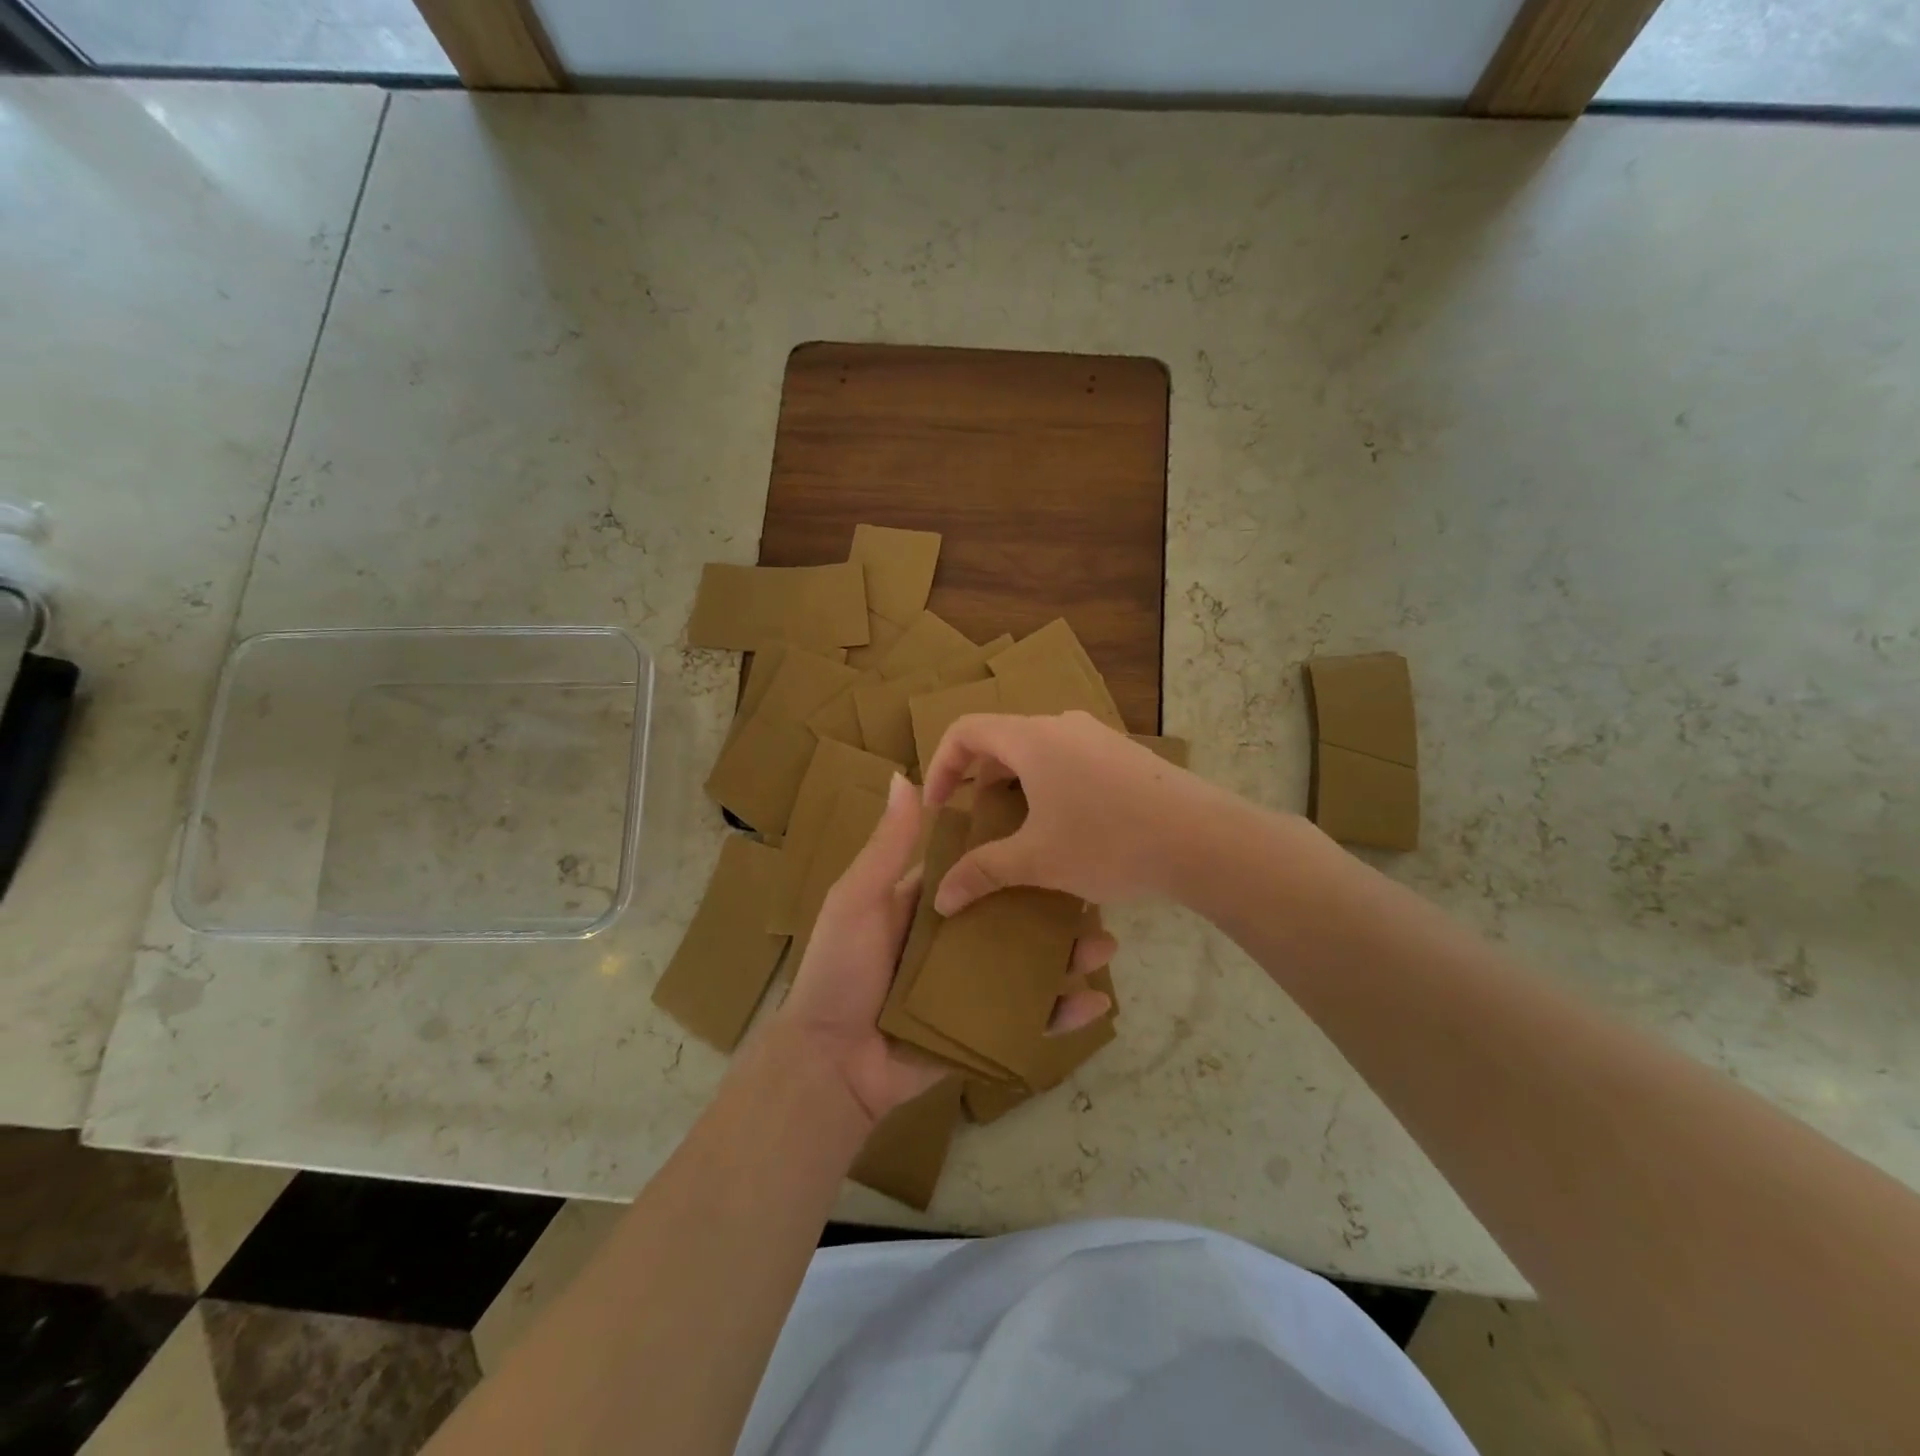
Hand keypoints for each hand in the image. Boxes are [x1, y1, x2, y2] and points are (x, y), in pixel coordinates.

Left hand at [778, 771, 1118, 1124]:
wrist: (829, 1062)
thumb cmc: (840, 969)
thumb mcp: (858, 898)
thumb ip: (888, 846)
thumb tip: (903, 776)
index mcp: (931, 905)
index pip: (982, 872)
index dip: (1016, 856)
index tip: (1057, 834)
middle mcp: (957, 941)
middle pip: (1017, 918)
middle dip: (1057, 909)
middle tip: (1096, 898)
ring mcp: (973, 988)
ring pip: (1032, 966)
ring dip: (1070, 956)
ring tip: (1105, 947)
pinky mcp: (982, 1031)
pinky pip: (1028, 1020)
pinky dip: (1062, 1015)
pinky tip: (1095, 1006)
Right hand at [923, 711, 1206, 914]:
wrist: (1204, 839)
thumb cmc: (1109, 841)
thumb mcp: (1038, 861)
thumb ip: (983, 873)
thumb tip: (940, 897)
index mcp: (1031, 737)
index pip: (965, 730)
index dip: (940, 765)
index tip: (939, 808)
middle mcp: (1061, 726)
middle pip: (1002, 740)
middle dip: (979, 781)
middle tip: (975, 824)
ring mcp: (1098, 737)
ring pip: (1038, 752)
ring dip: (1016, 786)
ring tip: (1018, 831)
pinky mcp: (1125, 755)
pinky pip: (1069, 760)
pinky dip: (1048, 786)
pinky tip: (1066, 829)